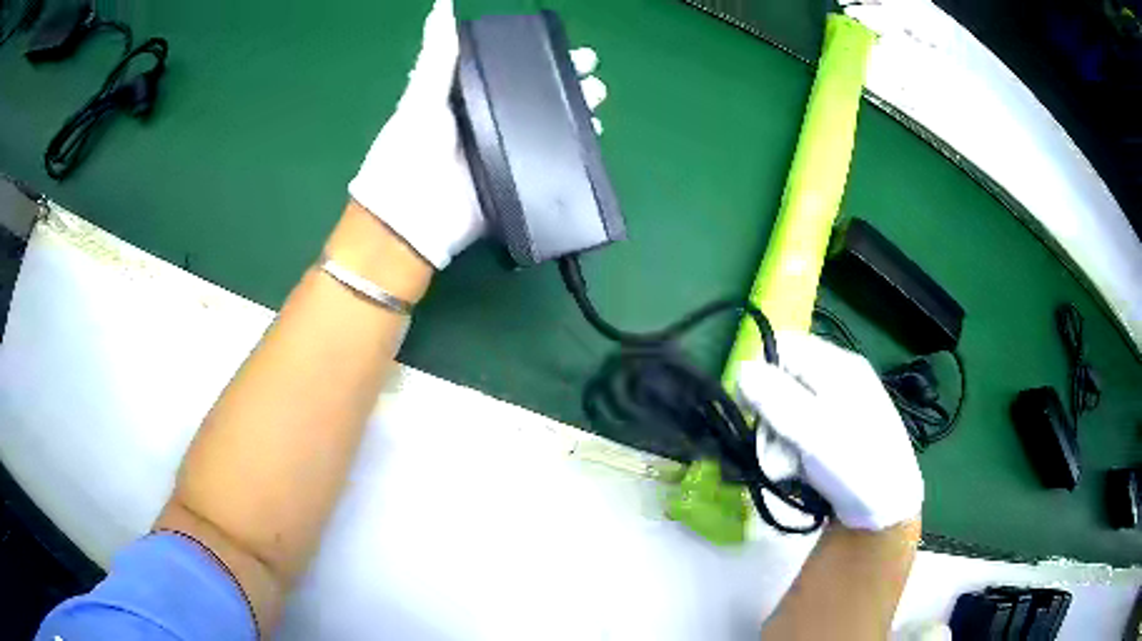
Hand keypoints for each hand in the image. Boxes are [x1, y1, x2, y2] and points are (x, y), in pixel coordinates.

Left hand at [349, 0, 608, 269]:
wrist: (409, 219)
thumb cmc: (408, 152)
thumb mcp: (421, 98)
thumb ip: (437, 57)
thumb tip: (442, 5)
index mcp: (467, 99)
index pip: (511, 71)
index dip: (539, 58)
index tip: (567, 47)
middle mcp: (491, 122)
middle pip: (537, 99)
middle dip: (568, 84)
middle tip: (592, 73)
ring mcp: (507, 153)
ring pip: (550, 128)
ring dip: (576, 113)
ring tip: (597, 99)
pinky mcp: (519, 181)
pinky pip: (551, 162)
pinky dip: (573, 151)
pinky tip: (592, 136)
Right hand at [737, 332, 922, 530]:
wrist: (886, 510)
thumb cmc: (857, 464)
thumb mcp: (815, 431)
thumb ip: (776, 399)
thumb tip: (740, 369)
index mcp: (837, 366)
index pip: (784, 346)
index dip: (760, 371)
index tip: (750, 408)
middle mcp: (834, 382)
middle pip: (779, 383)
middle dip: (770, 419)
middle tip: (776, 450)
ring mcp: (831, 410)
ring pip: (783, 414)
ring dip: (777, 444)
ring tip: (790, 469)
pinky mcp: (827, 436)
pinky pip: (794, 435)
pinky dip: (789, 454)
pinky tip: (798, 473)